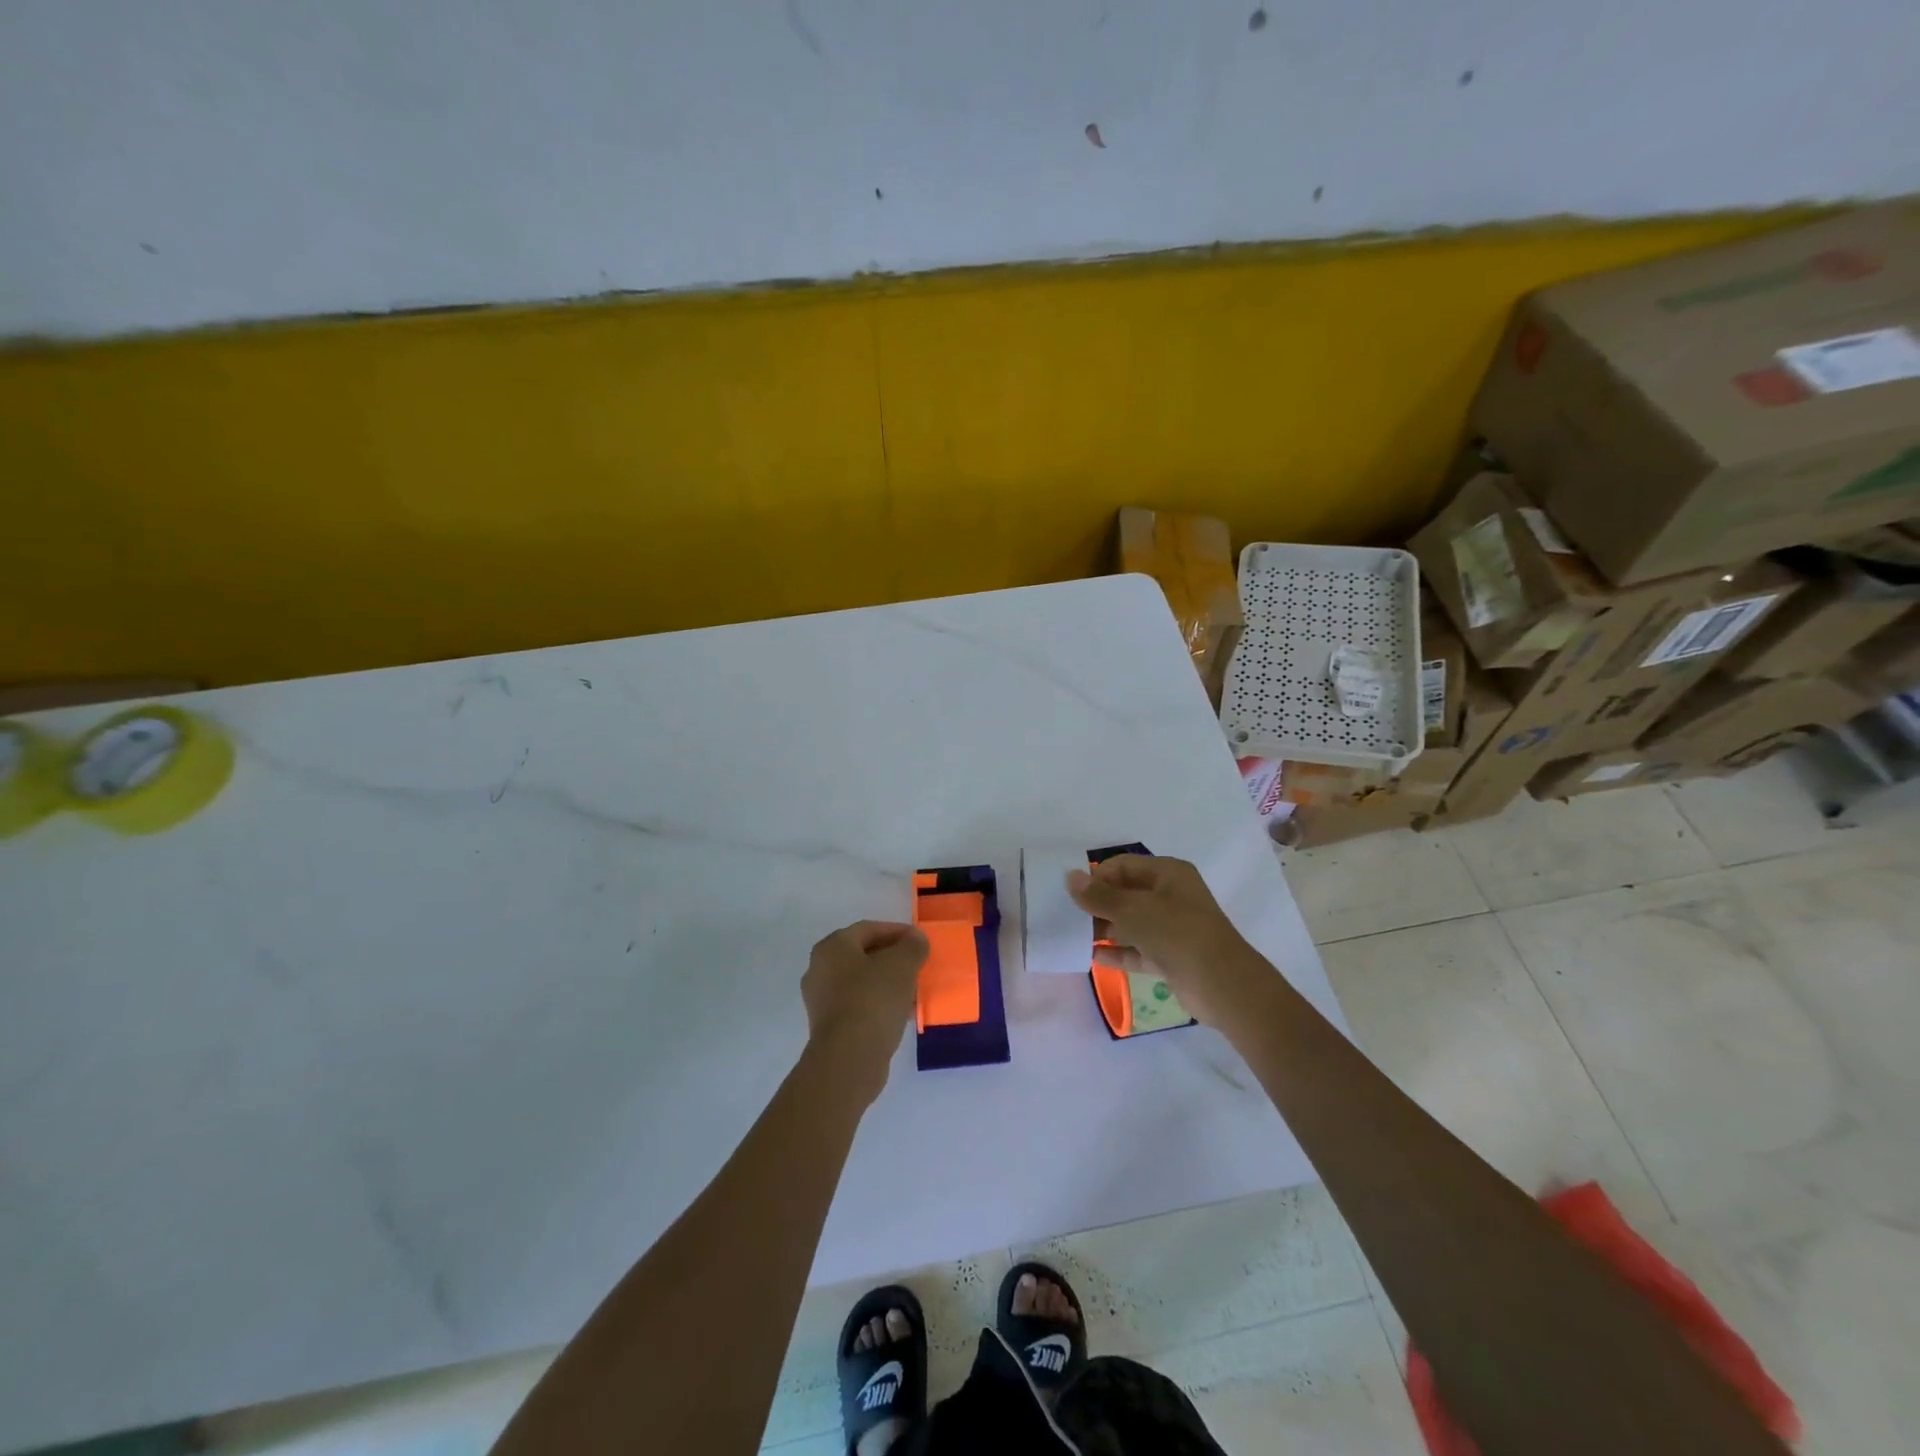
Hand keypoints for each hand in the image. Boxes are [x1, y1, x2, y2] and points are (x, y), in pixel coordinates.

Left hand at [801, 920, 928, 1101]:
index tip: (920, 941)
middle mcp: (819, 969)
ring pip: (861, 982)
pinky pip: (858, 1005)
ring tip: (913, 990)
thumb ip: (912, 946)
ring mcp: (821, 1000)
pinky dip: (878, 1004)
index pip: (869, 929)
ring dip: (886, 982)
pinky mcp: (828, 1026)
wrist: (849, 1058)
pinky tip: (900, 1012)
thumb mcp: (902, 965)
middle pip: (863, 955)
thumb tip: (916, 939)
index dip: (897, 932)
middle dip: (892, 958)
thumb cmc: (873, 999)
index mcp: (832, 947)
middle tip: (917, 965)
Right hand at [1068, 855, 1255, 1025]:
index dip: (1098, 877)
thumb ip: (1100, 896)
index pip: (1124, 865)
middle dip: (1099, 904)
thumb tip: (1071, 877)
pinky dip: (1119, 951)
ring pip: (1132, 923)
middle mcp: (1171, 896)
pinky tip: (1093, 957)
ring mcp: (1173, 928)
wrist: (1223, 985)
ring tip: (1075, 937)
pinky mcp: (1171, 956)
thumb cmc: (1177, 934)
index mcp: (1168, 874)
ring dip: (1106, 929)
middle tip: (1069, 917)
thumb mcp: (1134, 910)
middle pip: (1127, 893)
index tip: (1073, 894)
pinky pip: (1139, 949)